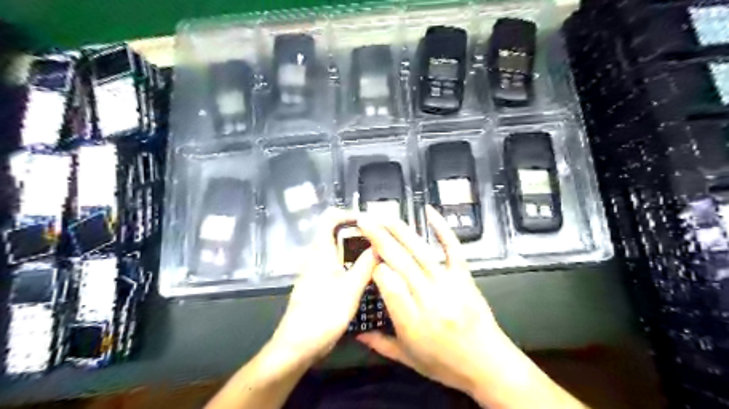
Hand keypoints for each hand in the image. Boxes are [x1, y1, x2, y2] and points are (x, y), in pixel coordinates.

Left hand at [270, 211, 378, 363]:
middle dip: (358, 232)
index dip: (349, 214)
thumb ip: (366, 265)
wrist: (297, 346)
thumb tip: (380, 245)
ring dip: (356, 248)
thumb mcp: (350, 289)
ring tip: (379, 254)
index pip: (331, 218)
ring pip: (337, 249)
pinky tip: (366, 273)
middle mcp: (317, 256)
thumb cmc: (323, 314)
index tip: (371, 221)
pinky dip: (351, 262)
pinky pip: (336, 264)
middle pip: (336, 233)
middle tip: (381, 239)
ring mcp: (316, 270)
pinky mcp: (318, 283)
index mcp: (321, 251)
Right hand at [354, 208, 511, 396]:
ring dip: (400, 230)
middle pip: (400, 261)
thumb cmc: (446, 364)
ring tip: (384, 216)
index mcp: (412, 322)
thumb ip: (380, 343)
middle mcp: (429, 298)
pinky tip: (429, 211)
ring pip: (420, 251)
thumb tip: (356, 332)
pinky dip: (442, 228)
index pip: (388, 283)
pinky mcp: (464, 276)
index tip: (366, 260)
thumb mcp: (408, 359)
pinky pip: (452, 248)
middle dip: (379, 238)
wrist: (488, 364)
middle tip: (364, 221)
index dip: (374, 267)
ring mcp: (449, 284)